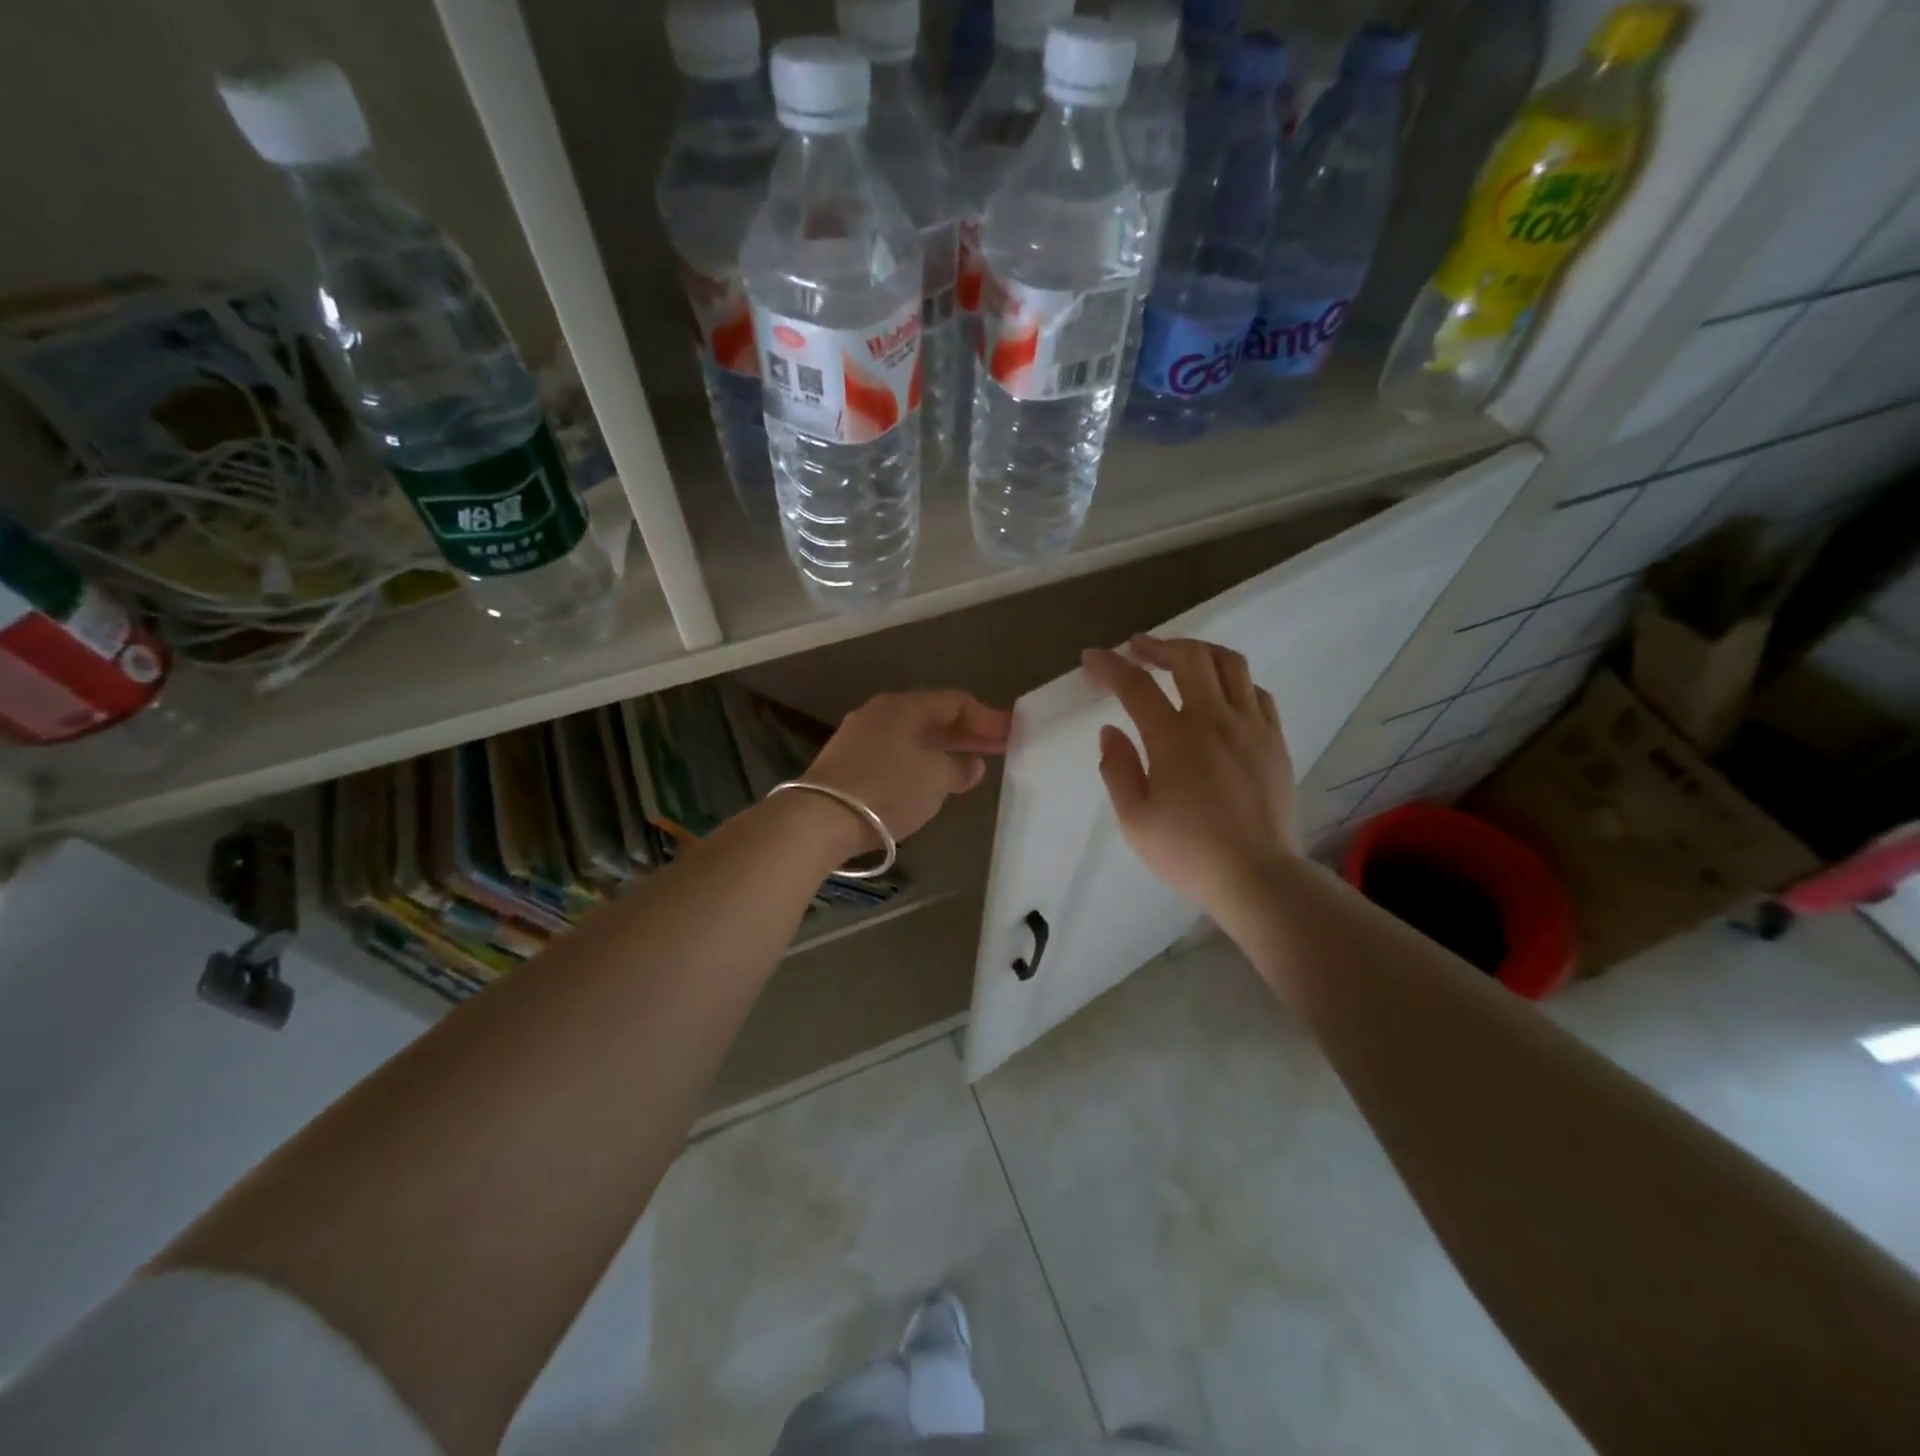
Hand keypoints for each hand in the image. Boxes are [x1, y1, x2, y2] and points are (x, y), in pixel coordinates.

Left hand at [805, 690, 1012, 846]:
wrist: (820, 818)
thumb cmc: (887, 789)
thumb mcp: (935, 779)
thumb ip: (959, 768)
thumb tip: (971, 764)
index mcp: (904, 706)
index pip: (955, 701)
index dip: (987, 717)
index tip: (1012, 732)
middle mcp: (881, 713)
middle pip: (933, 717)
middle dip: (967, 733)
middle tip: (998, 747)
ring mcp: (860, 736)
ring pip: (913, 736)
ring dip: (943, 748)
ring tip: (969, 765)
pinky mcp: (847, 762)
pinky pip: (895, 753)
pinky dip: (920, 762)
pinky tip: (930, 779)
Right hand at [1083, 635, 1299, 919]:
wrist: (1258, 877)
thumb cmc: (1188, 852)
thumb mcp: (1134, 820)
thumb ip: (1117, 769)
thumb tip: (1111, 730)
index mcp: (1174, 739)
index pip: (1136, 686)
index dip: (1110, 666)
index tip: (1092, 658)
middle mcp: (1215, 720)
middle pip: (1190, 658)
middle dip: (1158, 645)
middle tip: (1138, 649)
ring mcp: (1252, 727)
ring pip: (1231, 665)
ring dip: (1200, 652)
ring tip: (1181, 658)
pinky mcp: (1275, 741)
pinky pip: (1258, 693)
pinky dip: (1234, 682)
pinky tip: (1222, 694)